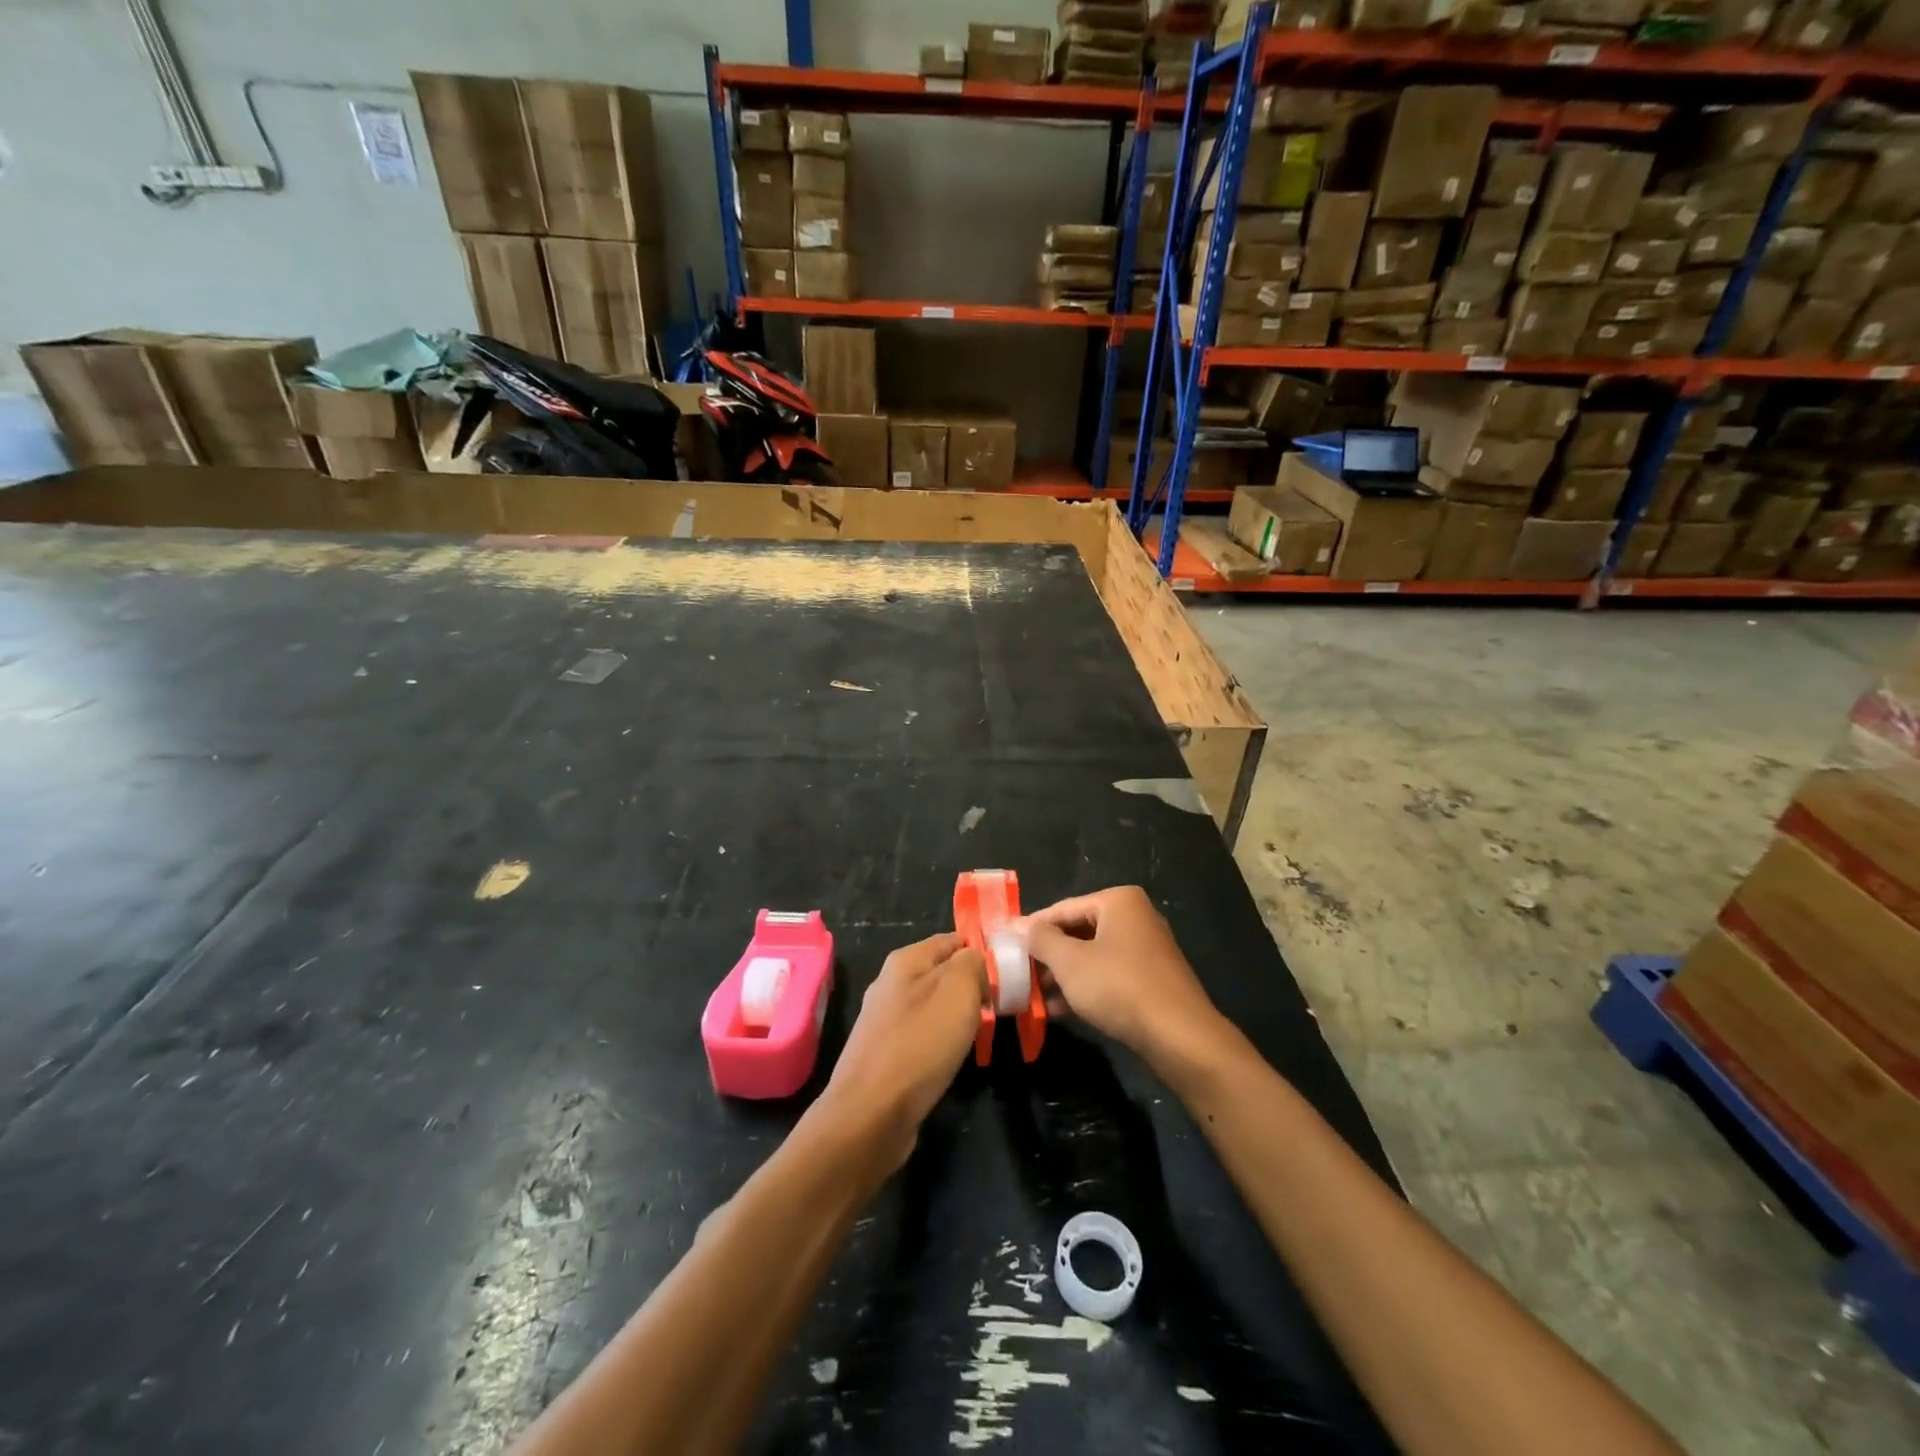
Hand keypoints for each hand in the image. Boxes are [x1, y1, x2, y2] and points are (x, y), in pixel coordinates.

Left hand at [815, 933, 986, 1172]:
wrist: (871, 1114)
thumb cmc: (920, 1044)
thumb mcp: (958, 989)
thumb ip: (972, 964)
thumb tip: (976, 963)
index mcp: (905, 960)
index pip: (952, 940)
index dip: (982, 952)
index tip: (1008, 973)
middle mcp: (890, 984)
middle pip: (942, 973)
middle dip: (972, 986)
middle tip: (1000, 1006)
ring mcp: (884, 1021)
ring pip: (933, 1006)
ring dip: (958, 1016)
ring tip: (982, 1033)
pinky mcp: (884, 1054)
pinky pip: (923, 1036)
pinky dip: (942, 1042)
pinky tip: (954, 1058)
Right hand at [1019, 887, 1225, 1067]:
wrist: (1179, 1037)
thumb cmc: (1119, 987)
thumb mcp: (1069, 962)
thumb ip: (1039, 939)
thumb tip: (1015, 925)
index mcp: (1118, 901)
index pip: (1061, 909)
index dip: (1030, 928)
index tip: (1003, 944)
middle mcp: (1134, 917)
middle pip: (1076, 931)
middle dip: (1046, 954)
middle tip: (1015, 971)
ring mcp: (1145, 949)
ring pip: (1090, 955)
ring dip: (1061, 974)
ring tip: (1030, 993)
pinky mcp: (1150, 979)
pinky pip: (1107, 975)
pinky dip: (1083, 987)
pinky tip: (1056, 1009)